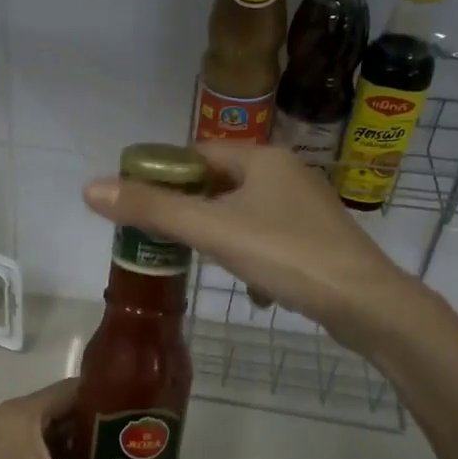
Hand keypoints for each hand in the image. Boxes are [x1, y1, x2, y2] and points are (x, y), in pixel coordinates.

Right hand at [84, 142, 412, 350]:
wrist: (367, 304)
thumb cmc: (286, 255)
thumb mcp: (213, 231)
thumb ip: (152, 210)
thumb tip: (90, 188)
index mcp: (262, 158)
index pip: (197, 154)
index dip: (163, 174)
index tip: (138, 205)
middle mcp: (286, 173)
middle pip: (219, 184)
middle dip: (191, 213)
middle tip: (164, 241)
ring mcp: (306, 208)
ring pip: (243, 215)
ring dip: (220, 238)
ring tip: (204, 265)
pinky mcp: (318, 240)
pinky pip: (268, 239)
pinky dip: (251, 258)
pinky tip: (254, 290)